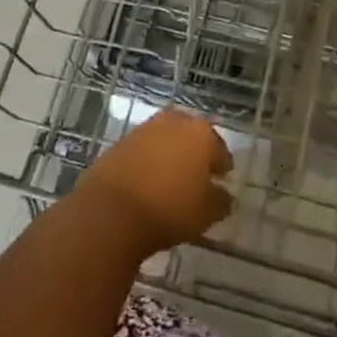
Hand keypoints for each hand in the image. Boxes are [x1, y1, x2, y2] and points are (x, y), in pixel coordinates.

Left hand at [77, 110, 233, 256]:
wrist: (111, 211)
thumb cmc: (169, 209)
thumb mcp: (205, 214)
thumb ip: (221, 202)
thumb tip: (225, 196)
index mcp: (201, 134)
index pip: (219, 148)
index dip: (222, 165)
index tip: (222, 179)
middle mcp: (175, 122)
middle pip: (192, 135)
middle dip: (196, 152)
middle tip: (197, 175)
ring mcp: (146, 129)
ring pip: (167, 138)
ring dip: (171, 153)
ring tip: (171, 179)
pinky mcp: (122, 141)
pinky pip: (144, 150)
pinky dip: (149, 161)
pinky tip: (147, 181)